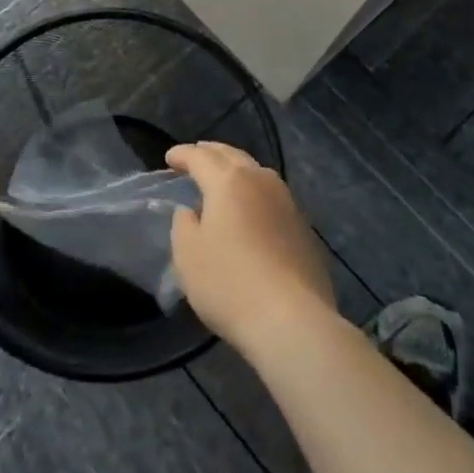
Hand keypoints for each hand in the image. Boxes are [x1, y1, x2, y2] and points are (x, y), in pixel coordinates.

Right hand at [167, 142, 334, 355]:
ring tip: (223, 178)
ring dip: (236, 169)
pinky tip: (250, 209)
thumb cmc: (230, 284)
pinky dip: (254, 192)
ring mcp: (287, 202)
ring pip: (256, 172)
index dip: (183, 154)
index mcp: (229, 181)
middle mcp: (260, 181)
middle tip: (195, 156)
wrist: (292, 320)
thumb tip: (192, 212)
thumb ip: (184, 225)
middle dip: (211, 152)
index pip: (200, 157)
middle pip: (232, 156)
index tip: (170, 158)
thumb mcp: (188, 255)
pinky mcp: (303, 226)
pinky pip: (272, 196)